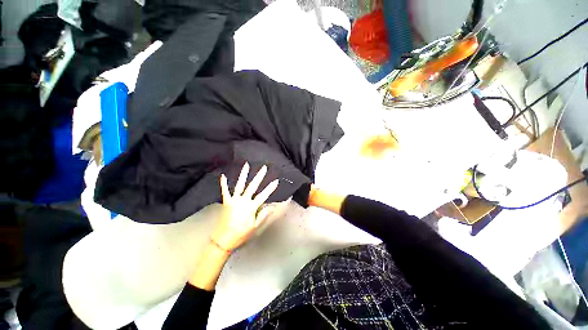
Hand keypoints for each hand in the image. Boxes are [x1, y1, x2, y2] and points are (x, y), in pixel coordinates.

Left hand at [211, 163, 278, 251]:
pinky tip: (223, 176)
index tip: (276, 181)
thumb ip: (263, 215)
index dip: (270, 188)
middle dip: (259, 176)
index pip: (263, 196)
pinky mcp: (226, 202)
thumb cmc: (241, 234)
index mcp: (250, 207)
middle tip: (264, 168)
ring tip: (246, 165)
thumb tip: (272, 206)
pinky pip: (225, 191)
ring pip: (239, 185)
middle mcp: (242, 201)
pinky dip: (224, 184)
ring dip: (243, 175)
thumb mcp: (254, 227)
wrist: (223, 240)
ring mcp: (233, 200)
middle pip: (252, 186)